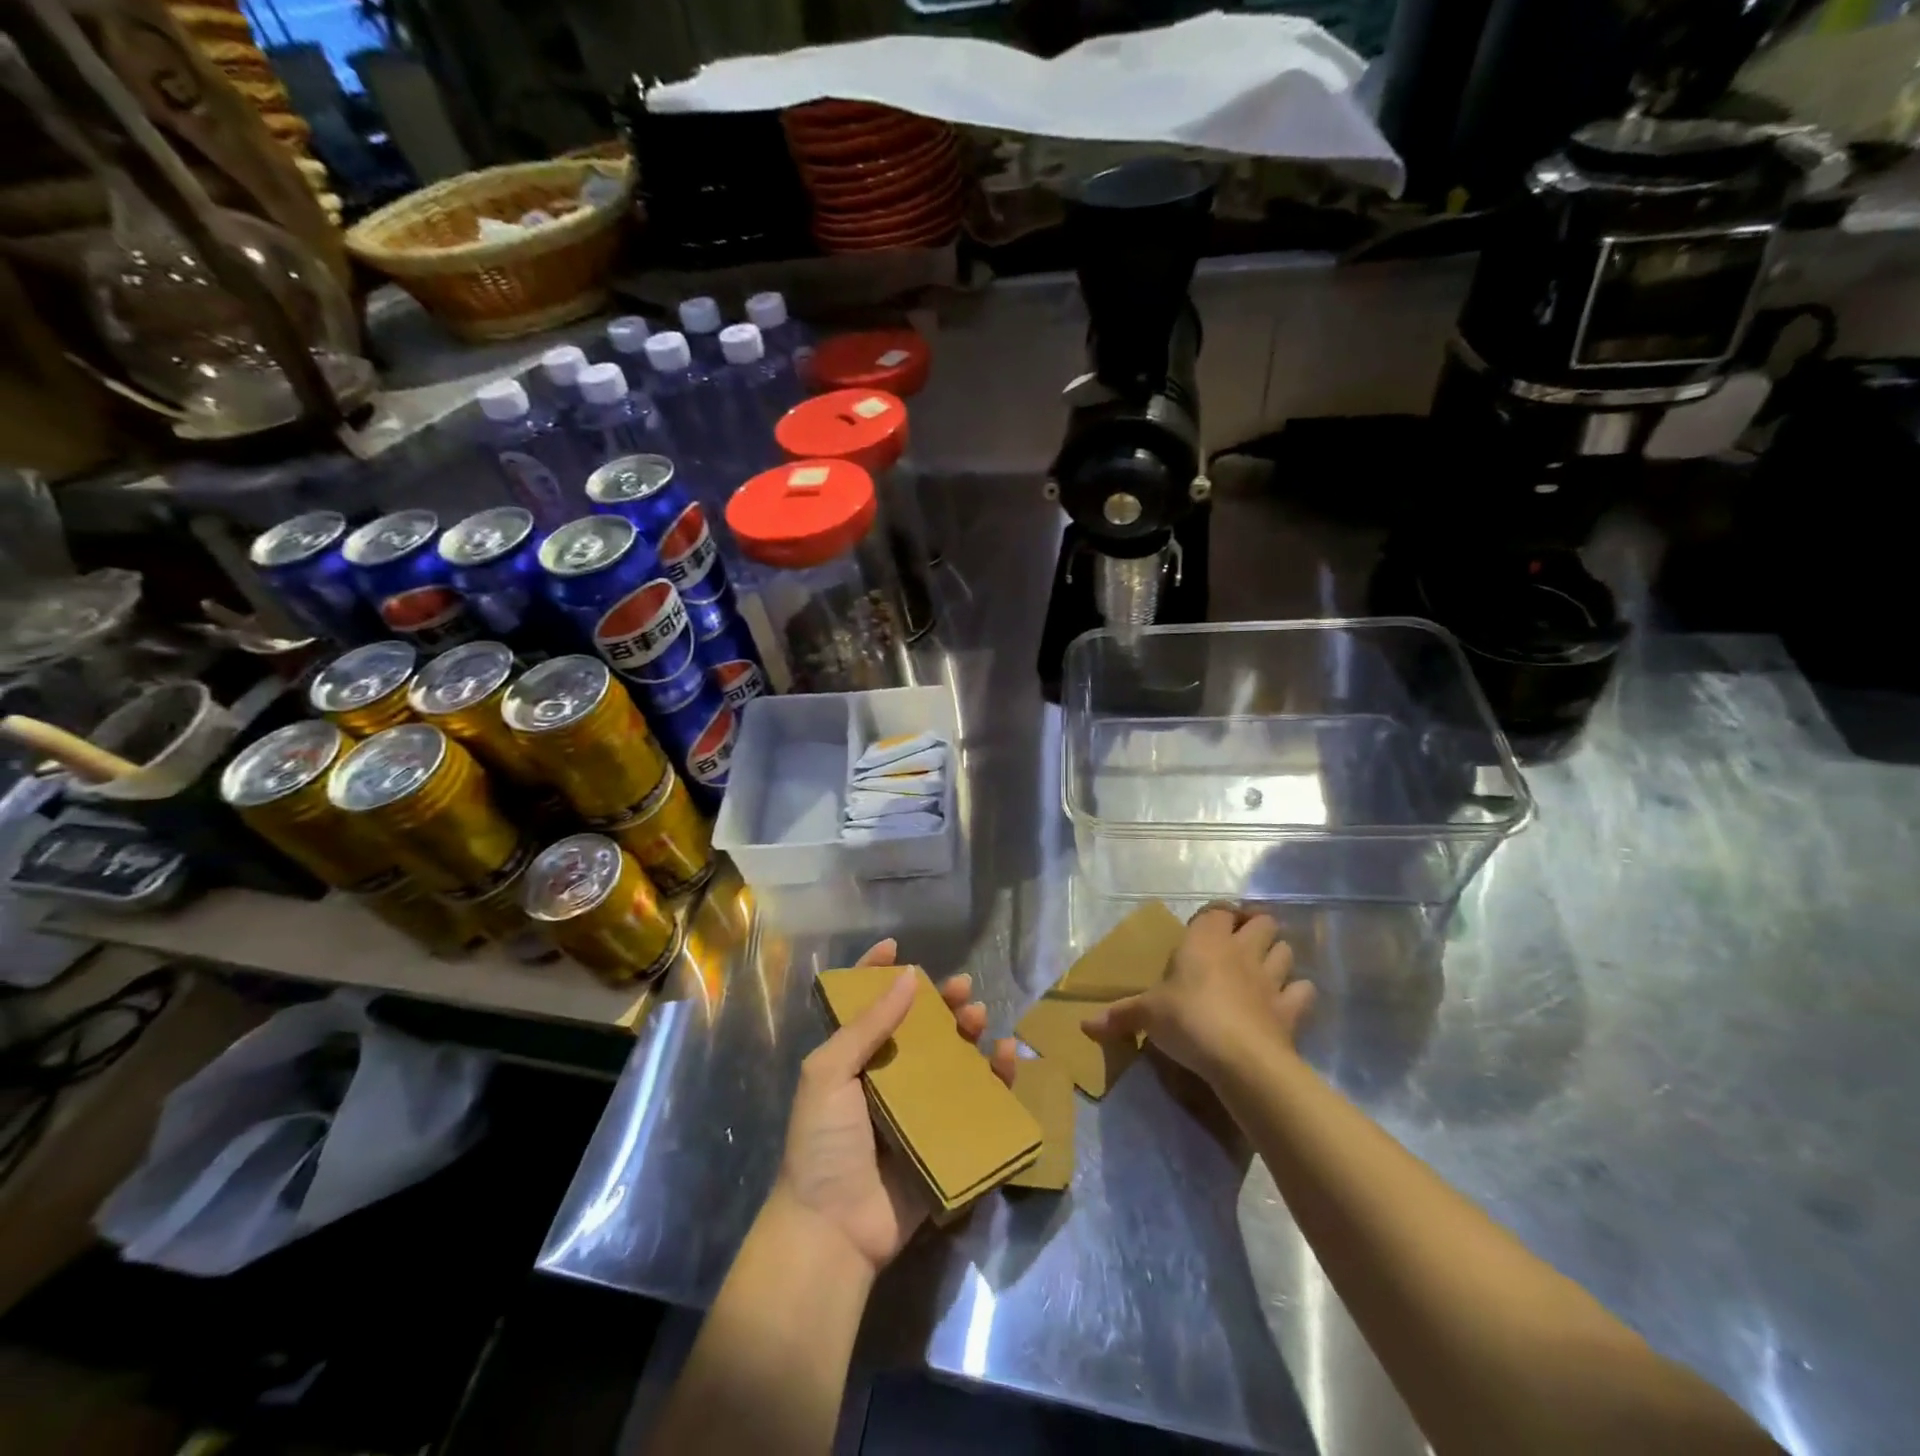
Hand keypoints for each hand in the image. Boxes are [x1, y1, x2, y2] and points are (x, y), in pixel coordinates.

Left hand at [774, 938, 1016, 1276]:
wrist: (834, 1230)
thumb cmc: (823, 1142)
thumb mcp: (829, 1073)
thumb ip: (867, 1025)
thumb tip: (908, 976)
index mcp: (851, 1060)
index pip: (865, 1006)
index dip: (877, 974)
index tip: (896, 947)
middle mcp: (886, 1079)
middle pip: (919, 1028)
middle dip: (940, 1003)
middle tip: (962, 988)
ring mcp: (917, 1110)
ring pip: (951, 1059)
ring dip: (969, 1034)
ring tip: (980, 1018)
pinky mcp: (945, 1140)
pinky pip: (975, 1103)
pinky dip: (995, 1079)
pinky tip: (1005, 1057)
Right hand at [1082, 904, 1314, 1085]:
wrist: (1239, 1058)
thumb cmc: (1187, 1019)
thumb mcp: (1147, 1015)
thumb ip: (1119, 1016)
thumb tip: (1084, 1026)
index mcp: (1205, 941)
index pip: (1218, 910)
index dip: (1215, 915)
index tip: (1205, 928)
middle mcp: (1241, 950)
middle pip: (1262, 921)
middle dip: (1254, 927)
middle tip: (1237, 945)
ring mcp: (1271, 978)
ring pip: (1286, 950)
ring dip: (1276, 955)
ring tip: (1261, 969)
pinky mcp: (1290, 1009)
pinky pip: (1303, 992)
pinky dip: (1297, 993)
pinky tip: (1284, 1002)